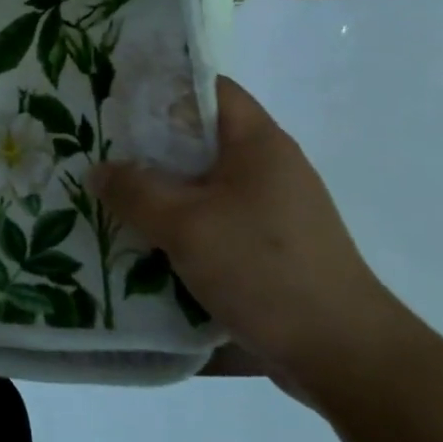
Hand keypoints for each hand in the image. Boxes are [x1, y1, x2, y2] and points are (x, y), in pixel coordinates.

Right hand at [89, 78, 407, 404]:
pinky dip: (179, 221)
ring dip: (161, 188)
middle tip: (98, 147)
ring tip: (111, 193)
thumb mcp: (185, 225)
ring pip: (202, 182)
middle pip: (199, 137)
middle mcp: (269, 166)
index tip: (115, 97)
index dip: (161, 85)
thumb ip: (135, 191)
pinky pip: (213, 218)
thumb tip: (99, 170)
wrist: (344, 356)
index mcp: (258, 142)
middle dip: (148, 143)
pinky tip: (144, 238)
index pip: (208, 88)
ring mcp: (272, 209)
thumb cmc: (264, 270)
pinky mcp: (269, 247)